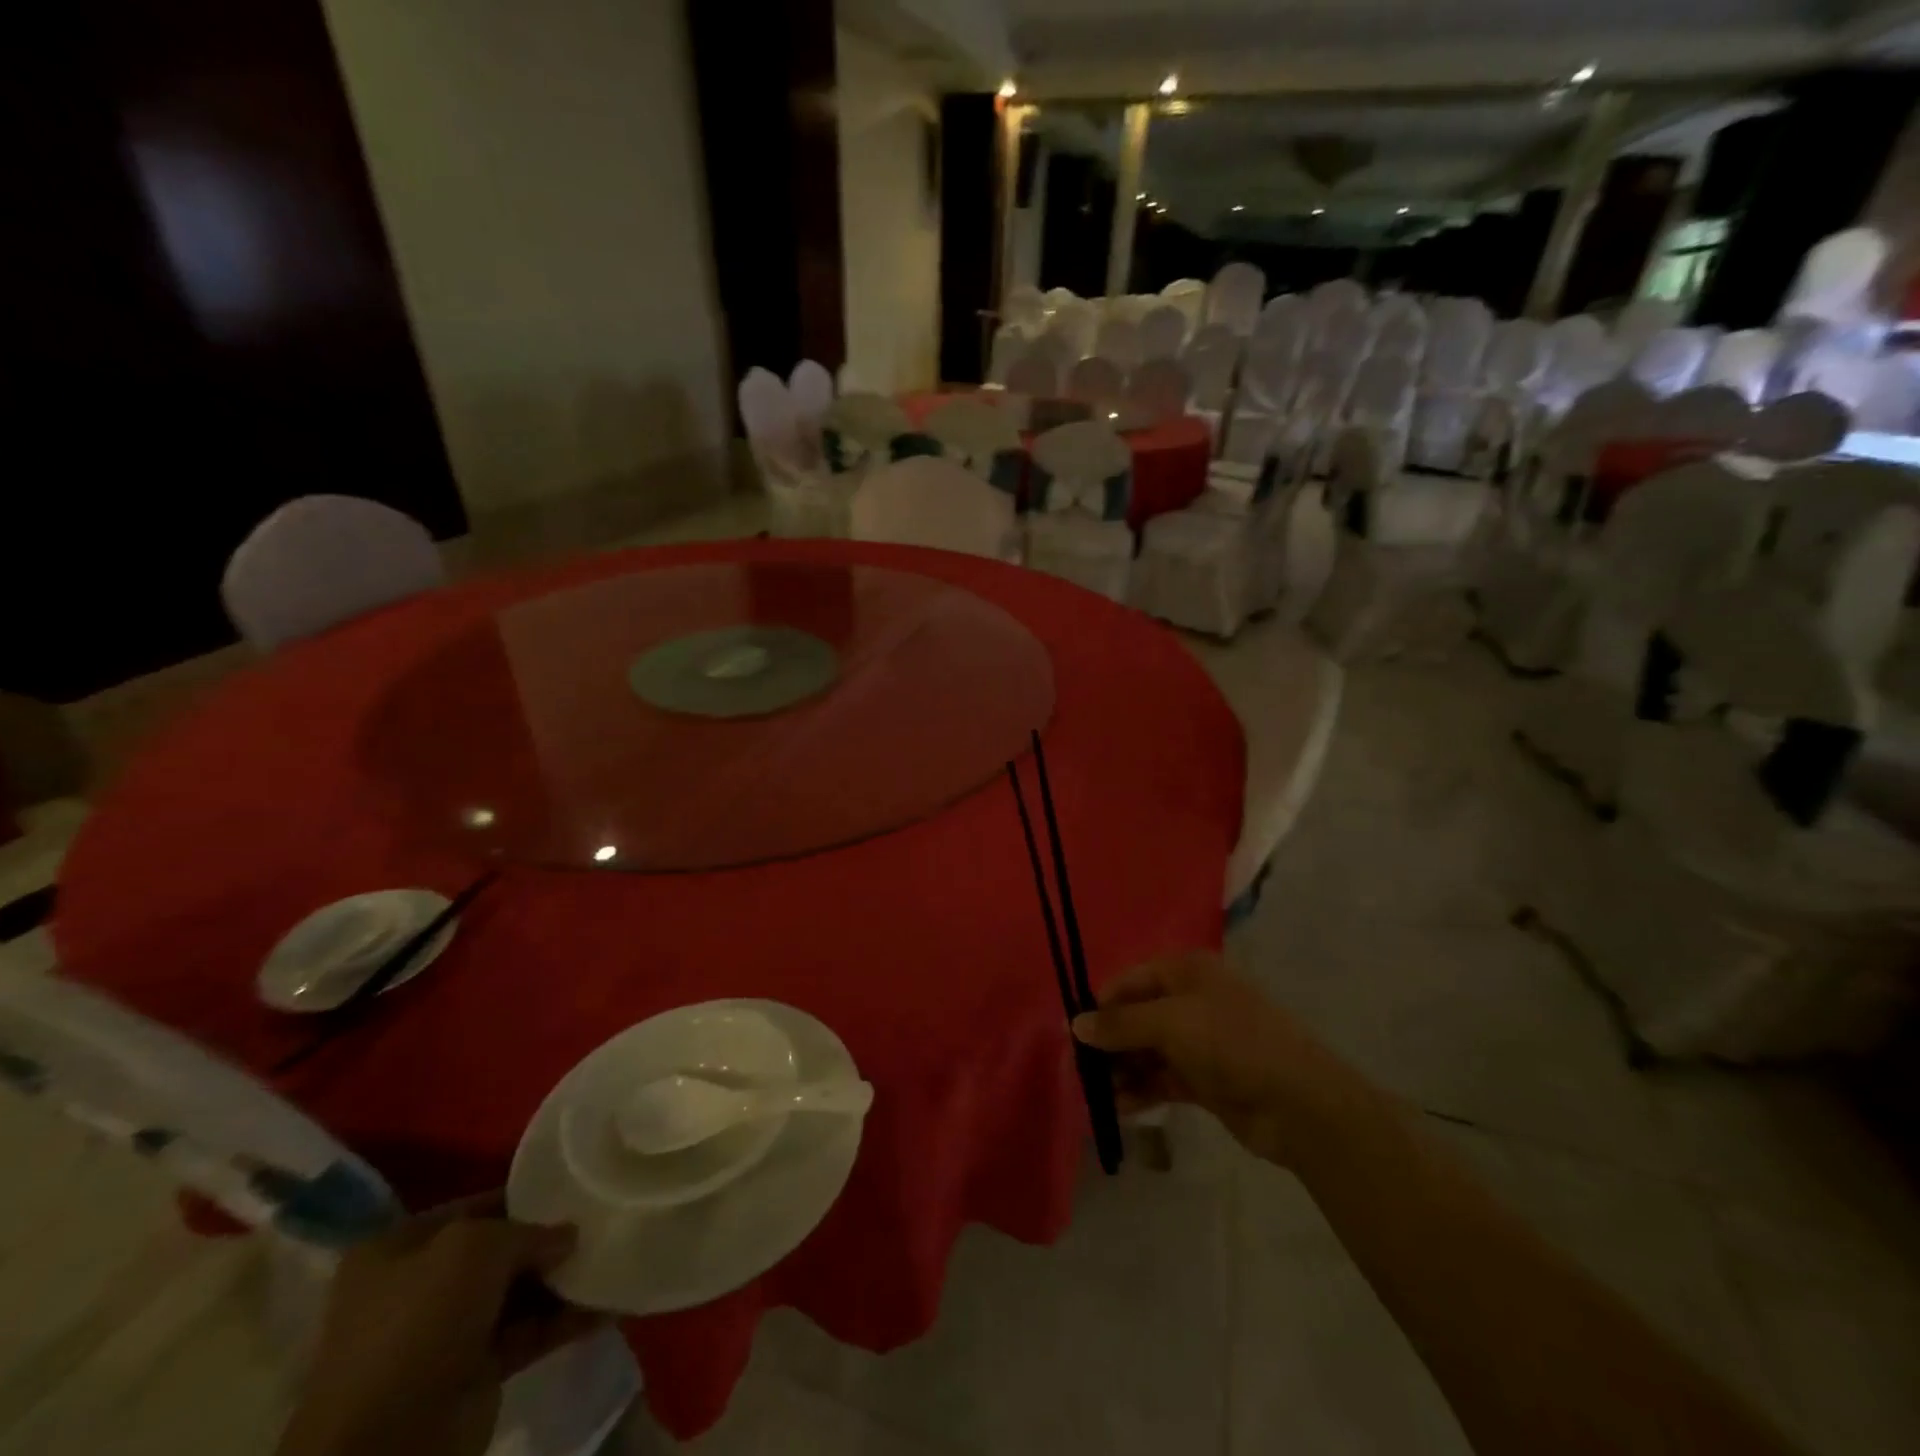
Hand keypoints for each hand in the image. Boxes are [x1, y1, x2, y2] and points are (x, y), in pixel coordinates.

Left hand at [277, 1193, 603, 1455]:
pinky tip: (607, 1305)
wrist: (386, 1444)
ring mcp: (445, 1335)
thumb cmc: (421, 1322)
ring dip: (562, 1281)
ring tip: (613, 1257)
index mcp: (398, 1250)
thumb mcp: (476, 1247)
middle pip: (499, 1251)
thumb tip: (566, 1236)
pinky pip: (529, 1334)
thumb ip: (528, 1230)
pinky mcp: (473, 1374)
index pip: (475, 1208)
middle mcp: (418, 1288)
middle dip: (548, 1240)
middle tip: (601, 1222)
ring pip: (517, 1294)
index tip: (572, 1187)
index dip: (524, 1196)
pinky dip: (565, 1321)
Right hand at [1072, 951, 1368, 1166]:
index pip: (1129, 981)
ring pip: (1146, 1050)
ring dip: (1121, 1069)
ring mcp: (1199, 1041)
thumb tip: (1075, 1025)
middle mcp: (1190, 1000)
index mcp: (1186, 972)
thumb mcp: (1170, 1023)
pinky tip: (1118, 1107)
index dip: (1100, 1005)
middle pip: (1136, 1017)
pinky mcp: (1205, 1079)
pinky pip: (1161, 1079)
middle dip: (1108, 1042)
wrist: (1298, 1103)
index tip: (1072, 1034)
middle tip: (1079, 1069)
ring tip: (1094, 1094)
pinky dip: (1140, 1090)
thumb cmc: (1231, 1043)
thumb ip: (1120, 1024)